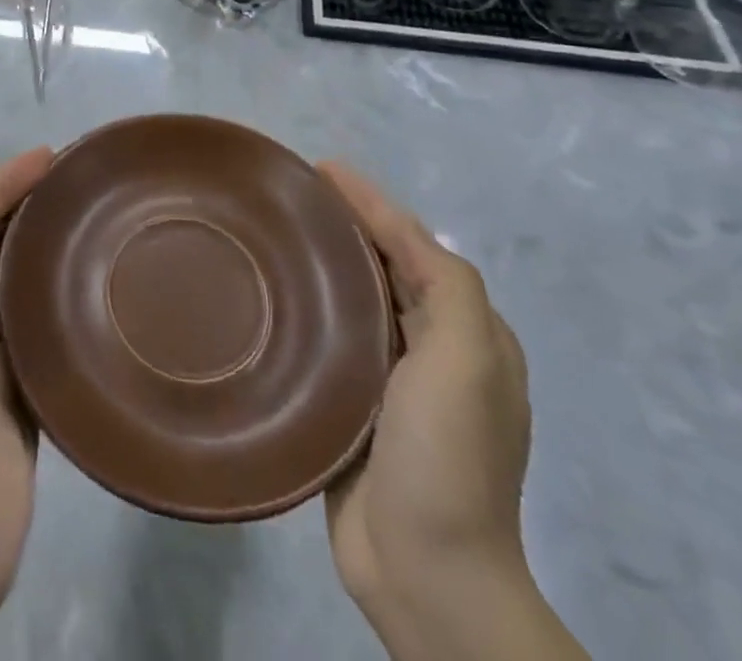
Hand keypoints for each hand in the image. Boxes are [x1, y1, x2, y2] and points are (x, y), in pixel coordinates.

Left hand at [0, 147, 54, 637]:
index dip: (4, 184)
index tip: (49, 157)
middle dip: (30, 207)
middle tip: (81, 180)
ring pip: (23, 287)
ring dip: (49, 250)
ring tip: (95, 221)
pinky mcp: (25, 399)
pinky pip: (45, 338)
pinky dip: (64, 307)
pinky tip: (98, 290)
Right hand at [319, 164, 583, 660]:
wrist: (426, 573)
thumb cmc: (447, 456)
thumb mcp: (468, 359)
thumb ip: (448, 286)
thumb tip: (396, 232)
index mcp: (467, 334)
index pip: (415, 246)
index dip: (371, 202)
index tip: (321, 168)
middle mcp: (432, 351)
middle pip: (384, 268)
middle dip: (346, 224)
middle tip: (290, 195)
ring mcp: (391, 383)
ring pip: (354, 301)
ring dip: (324, 263)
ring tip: (274, 234)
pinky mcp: (352, 408)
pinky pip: (330, 339)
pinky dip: (308, 308)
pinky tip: (273, 297)